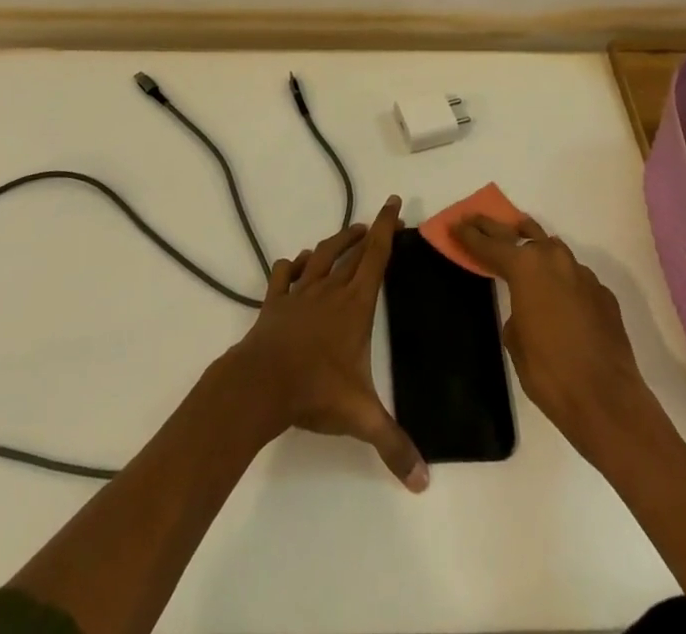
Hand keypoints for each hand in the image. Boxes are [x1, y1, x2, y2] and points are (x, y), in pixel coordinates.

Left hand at [225, 196, 427, 490]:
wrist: (260, 383)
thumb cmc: (315, 390)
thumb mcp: (361, 417)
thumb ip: (394, 445)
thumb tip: (424, 482)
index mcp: (355, 304)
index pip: (376, 256)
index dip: (386, 228)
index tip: (393, 203)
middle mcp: (329, 290)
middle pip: (352, 251)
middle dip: (368, 231)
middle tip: (378, 220)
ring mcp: (299, 293)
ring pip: (321, 256)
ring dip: (336, 243)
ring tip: (348, 236)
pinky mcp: (275, 303)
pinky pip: (285, 275)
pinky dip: (294, 264)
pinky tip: (297, 263)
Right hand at [451, 215, 656, 453]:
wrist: (607, 400)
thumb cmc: (549, 373)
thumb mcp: (515, 342)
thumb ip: (515, 311)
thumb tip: (526, 308)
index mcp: (525, 268)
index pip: (489, 245)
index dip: (469, 235)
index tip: (455, 223)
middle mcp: (554, 260)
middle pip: (519, 233)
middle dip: (495, 227)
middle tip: (477, 219)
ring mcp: (582, 275)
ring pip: (552, 248)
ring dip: (533, 246)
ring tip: (519, 245)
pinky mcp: (603, 294)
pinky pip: (574, 276)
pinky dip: (560, 278)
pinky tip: (557, 294)